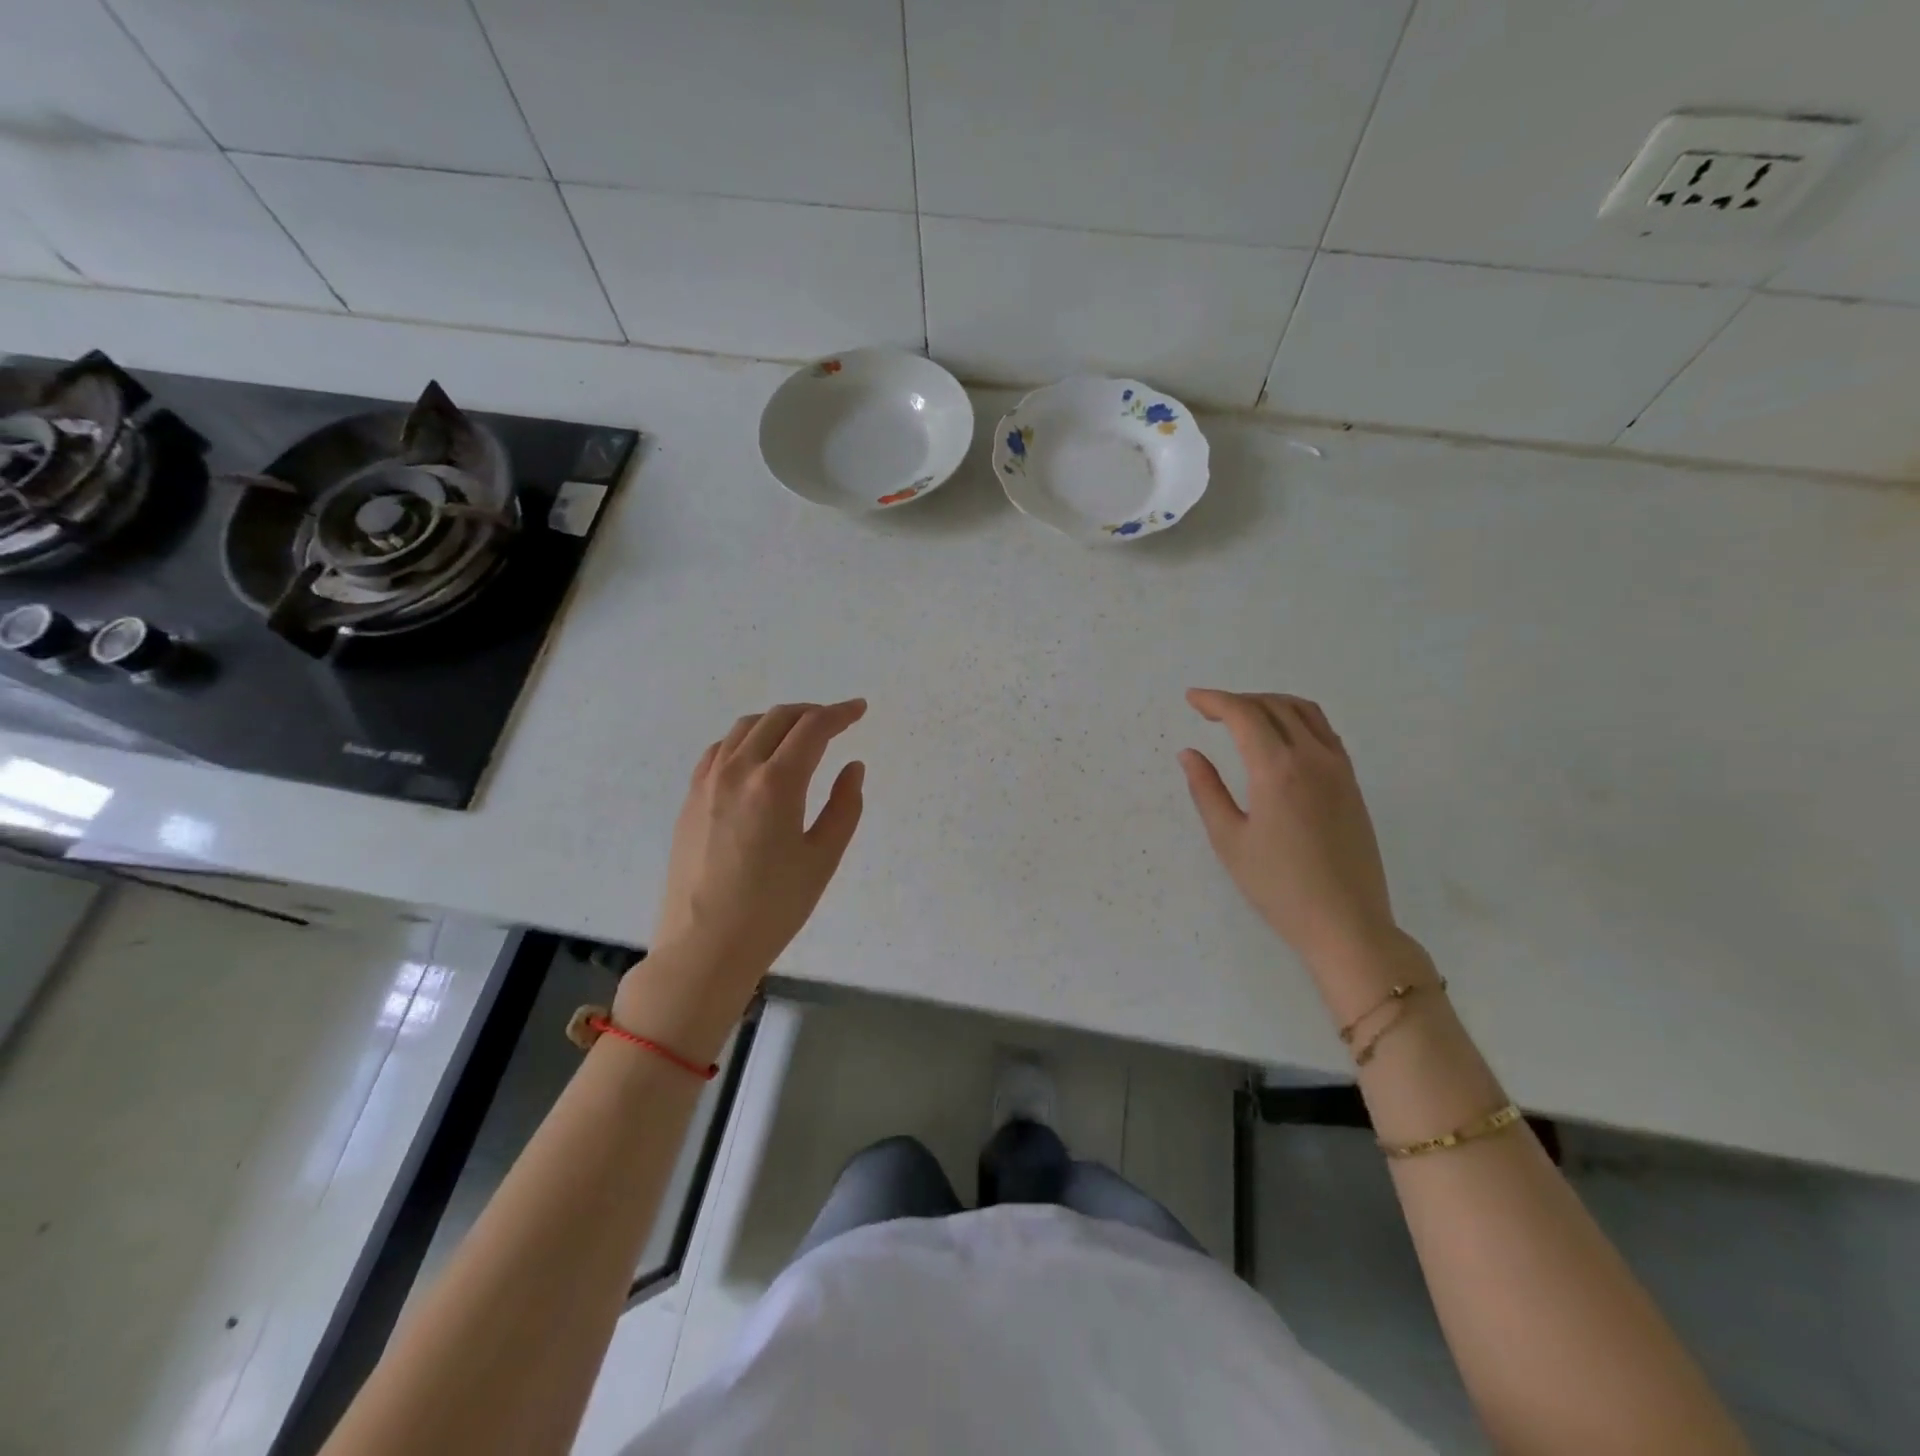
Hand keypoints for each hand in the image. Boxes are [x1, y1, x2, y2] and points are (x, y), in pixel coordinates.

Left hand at [646, 699, 866, 995]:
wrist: (705, 946)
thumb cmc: (773, 907)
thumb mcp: (823, 858)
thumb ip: (844, 806)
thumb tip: (852, 767)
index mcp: (777, 783)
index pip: (812, 729)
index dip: (840, 714)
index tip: (859, 710)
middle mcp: (738, 770)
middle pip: (778, 718)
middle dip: (812, 713)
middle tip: (836, 722)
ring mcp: (708, 782)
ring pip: (745, 728)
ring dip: (778, 722)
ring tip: (799, 736)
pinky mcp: (690, 798)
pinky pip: (720, 750)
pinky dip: (746, 739)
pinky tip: (756, 757)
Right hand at [1180, 689, 1397, 969]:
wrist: (1347, 923)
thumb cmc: (1279, 887)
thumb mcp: (1229, 840)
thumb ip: (1206, 790)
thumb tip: (1190, 754)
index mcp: (1277, 770)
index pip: (1244, 714)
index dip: (1215, 700)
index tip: (1191, 699)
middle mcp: (1312, 758)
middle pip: (1274, 706)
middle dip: (1238, 700)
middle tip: (1209, 711)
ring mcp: (1338, 768)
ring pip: (1304, 712)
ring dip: (1270, 703)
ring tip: (1242, 716)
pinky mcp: (1351, 783)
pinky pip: (1324, 731)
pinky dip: (1297, 719)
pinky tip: (1280, 737)